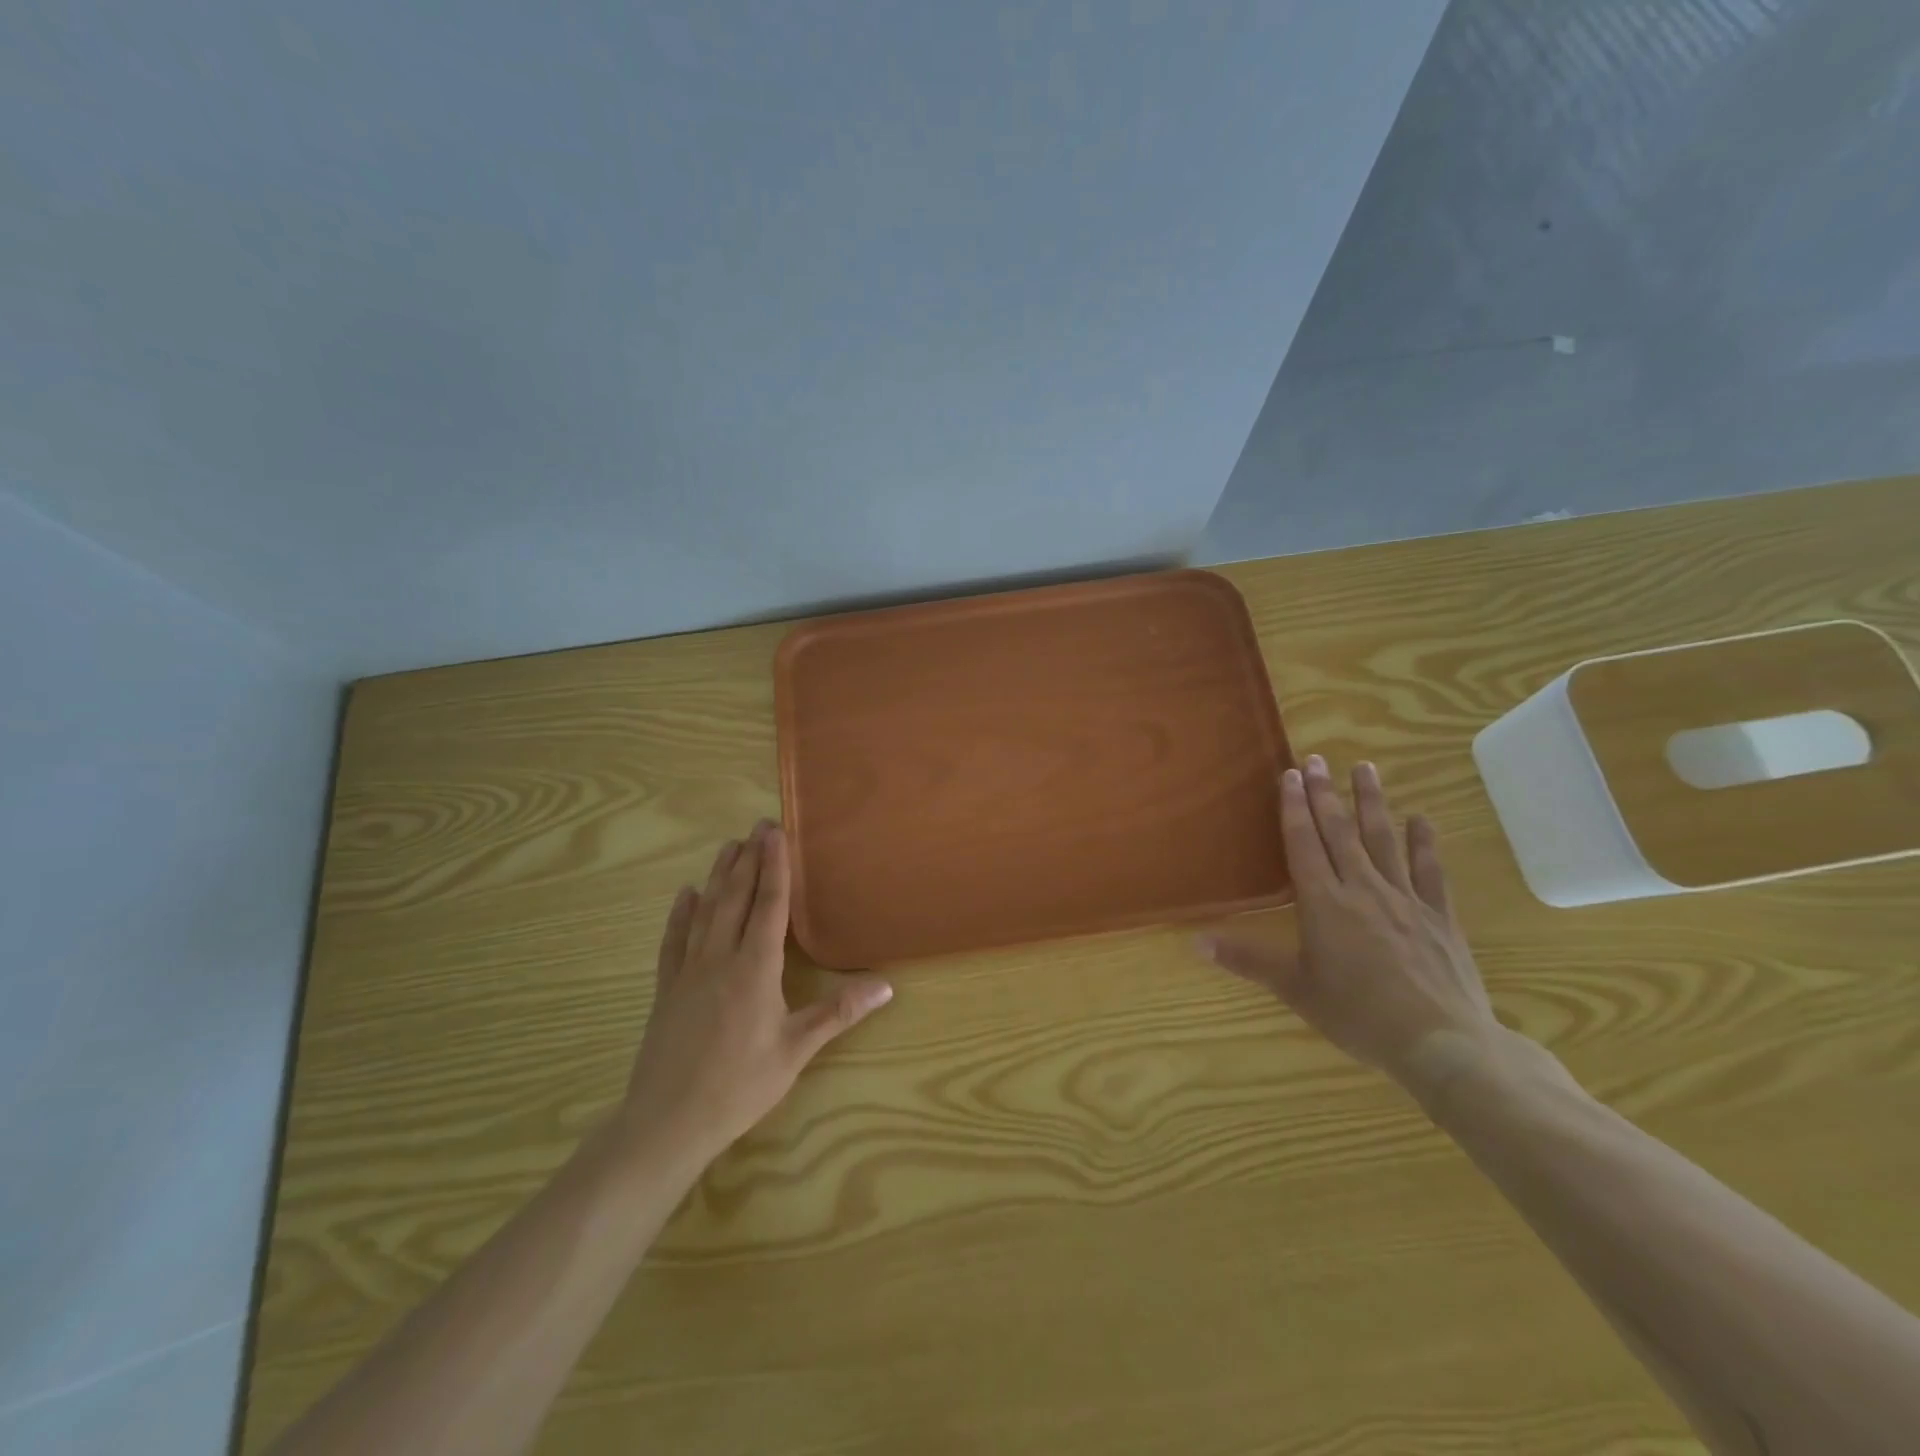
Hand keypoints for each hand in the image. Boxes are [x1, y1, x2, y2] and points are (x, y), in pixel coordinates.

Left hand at [618, 821, 893, 1166]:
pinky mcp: (666, 989)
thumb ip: (839, 1012)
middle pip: (736, 898)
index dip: (775, 867)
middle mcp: (720, 958)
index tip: (776, 833)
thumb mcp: (796, 1051)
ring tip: (728, 846)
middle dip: (748, 859)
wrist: (667, 1122)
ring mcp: (688, 971)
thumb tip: (886, 985)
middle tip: (758, 826)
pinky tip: (684, 895)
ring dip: (718, 876)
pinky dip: (680, 914)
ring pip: (705, 911)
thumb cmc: (739, 1085)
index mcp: (755, 968)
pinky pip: (674, 940)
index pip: (769, 905)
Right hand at [1198, 756, 1500, 1098]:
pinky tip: (1421, 819)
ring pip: (1384, 839)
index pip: (1304, 843)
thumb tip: (1194, 940)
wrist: (1442, 1043)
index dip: (1294, 807)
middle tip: (1317, 759)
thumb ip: (1247, 960)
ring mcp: (1404, 899)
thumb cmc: (1359, 1015)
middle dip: (1325, 793)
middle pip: (1340, 831)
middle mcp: (1362, 889)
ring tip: (1365, 768)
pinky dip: (1424, 842)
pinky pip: (1429, 870)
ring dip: (1372, 802)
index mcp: (1324, 903)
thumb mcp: (1295, 989)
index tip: (1290, 774)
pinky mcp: (1438, 915)